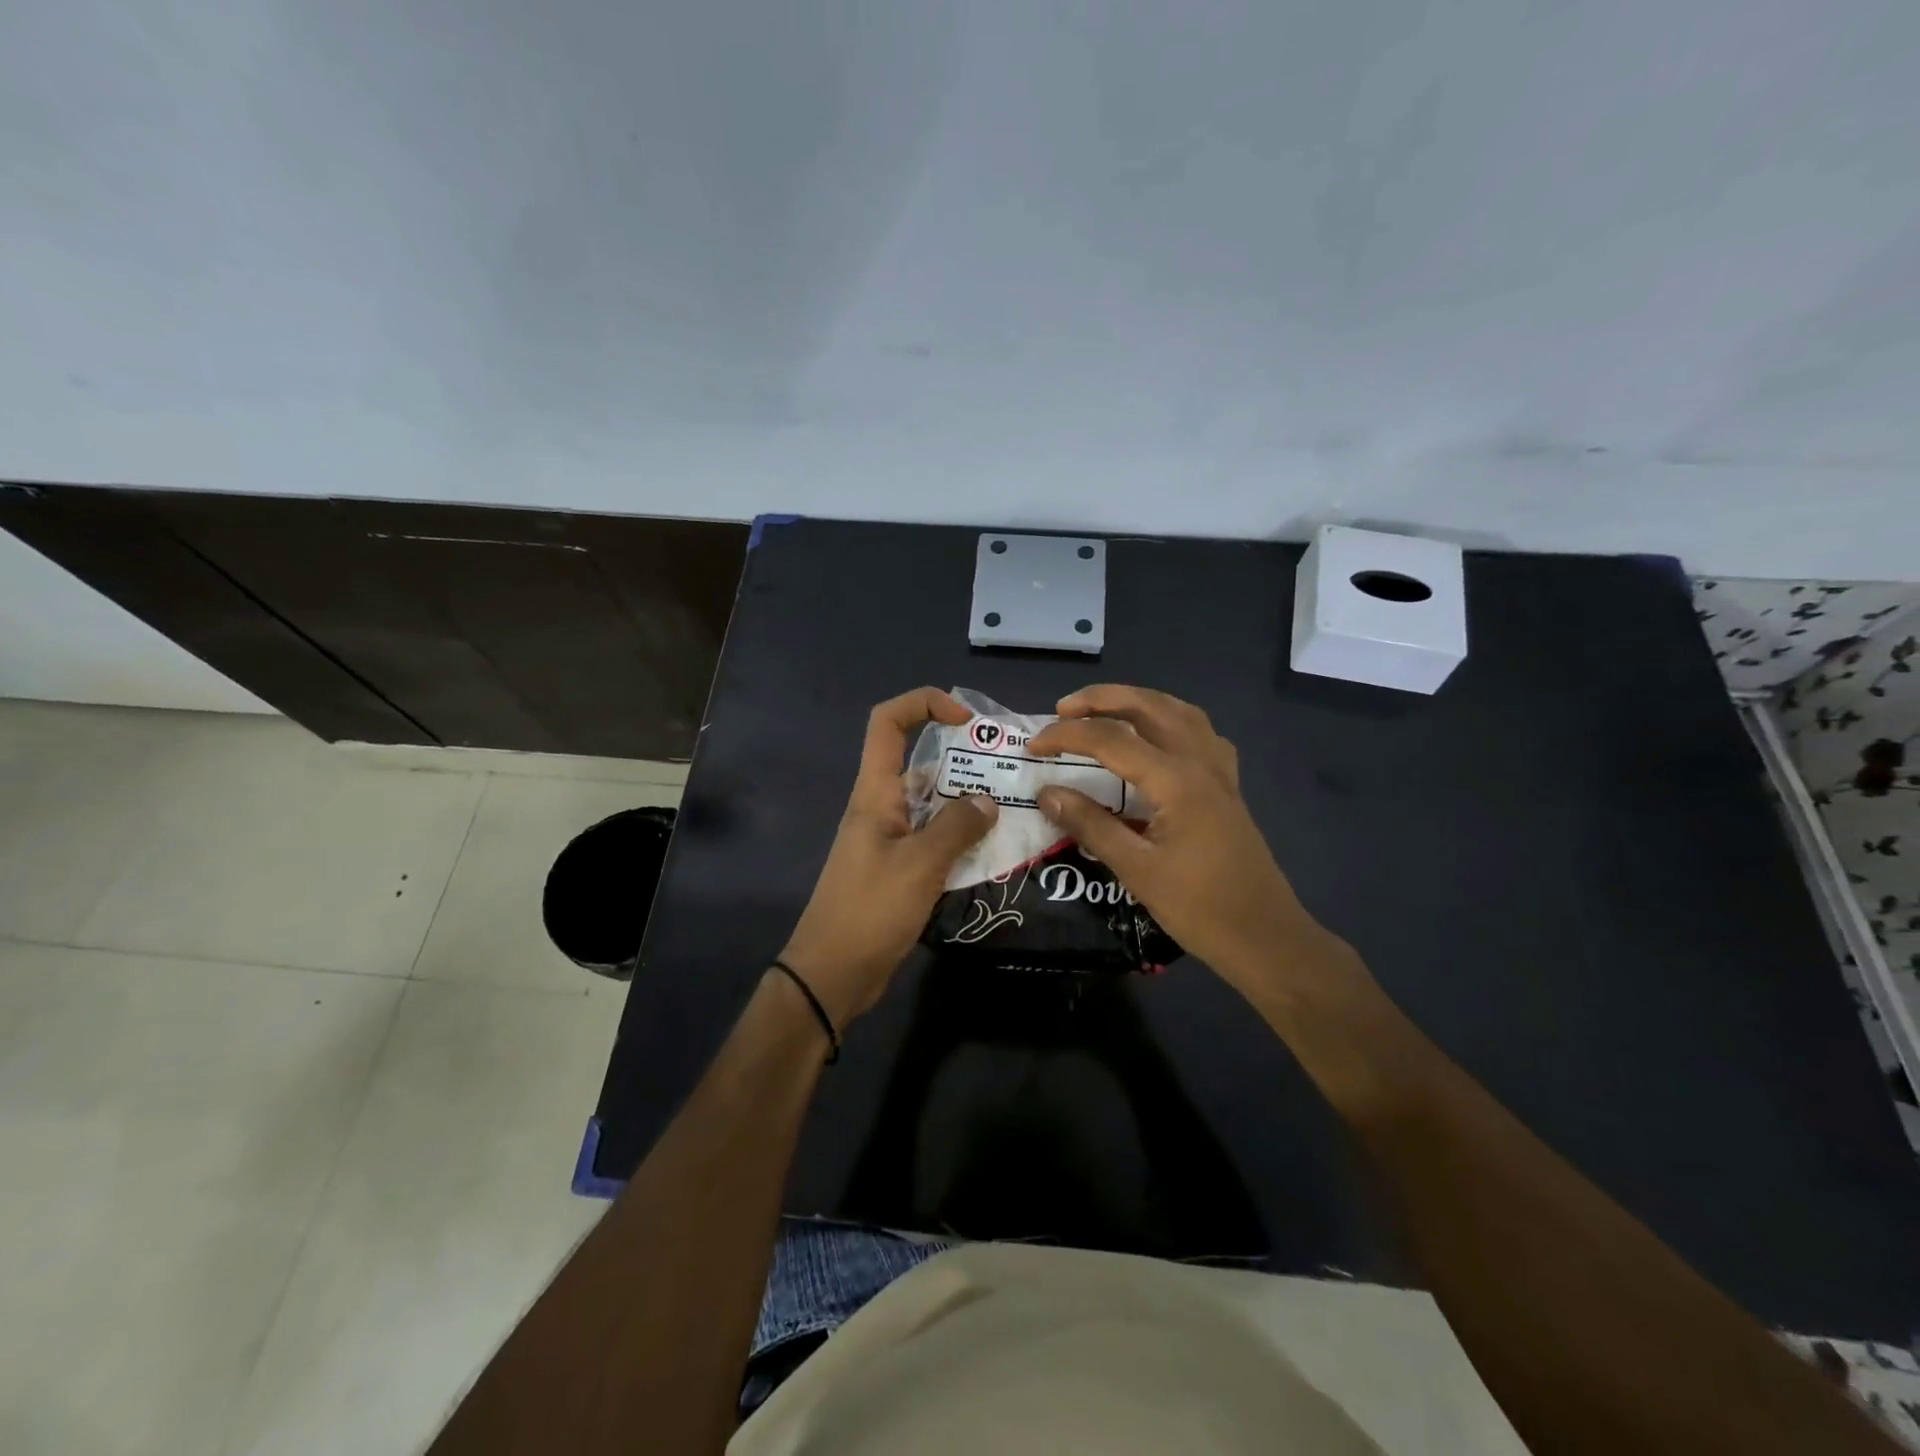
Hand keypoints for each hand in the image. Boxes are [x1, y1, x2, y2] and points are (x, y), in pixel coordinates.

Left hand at [779, 688, 998, 1026]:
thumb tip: (987, 800)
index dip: (923, 704)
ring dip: (969, 804)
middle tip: (1010, 771)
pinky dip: (962, 839)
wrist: (832, 974)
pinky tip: (995, 851)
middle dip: (964, 759)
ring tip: (1014, 809)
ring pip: (933, 805)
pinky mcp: (899, 869)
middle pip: (921, 763)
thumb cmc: (870, 910)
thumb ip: (956, 827)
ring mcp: (890, 840)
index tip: (965, 719)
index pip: (887, 723)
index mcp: (875, 793)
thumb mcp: (919, 864)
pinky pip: (935, 841)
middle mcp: (881, 808)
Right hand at [1026, 685, 1362, 1002]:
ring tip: (1103, 711)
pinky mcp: (1228, 786)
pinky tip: (1156, 739)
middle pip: (1148, 706)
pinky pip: (1199, 733)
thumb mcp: (1136, 870)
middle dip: (1102, 699)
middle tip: (1063, 708)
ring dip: (1137, 701)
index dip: (1066, 736)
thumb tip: (1046, 793)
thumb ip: (1090, 824)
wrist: (1265, 937)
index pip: (1110, 739)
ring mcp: (1219, 772)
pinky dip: (1169, 721)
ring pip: (1178, 711)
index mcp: (1176, 781)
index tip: (1033, 746)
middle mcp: (1200, 762)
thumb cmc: (1199, 909)